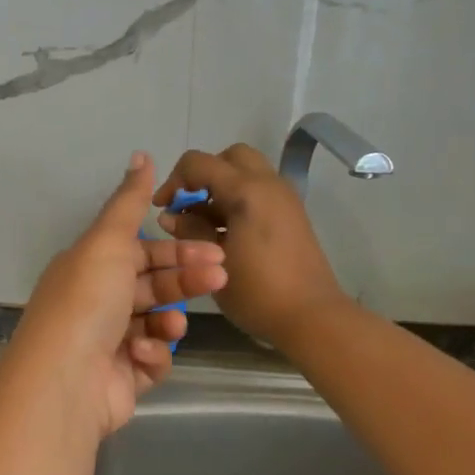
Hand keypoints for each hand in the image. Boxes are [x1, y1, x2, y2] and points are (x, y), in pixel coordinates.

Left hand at [6, 154, 227, 438]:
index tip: (215, 250)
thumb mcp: (108, 240)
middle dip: (186, 280)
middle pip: (153, 285)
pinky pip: (151, 361)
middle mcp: (96, 301)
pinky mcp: (121, 379)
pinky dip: (152, 356)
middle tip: (220, 276)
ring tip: (172, 325)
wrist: (65, 379)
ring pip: (156, 323)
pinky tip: (142, 355)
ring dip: (169, 321)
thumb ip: (128, 201)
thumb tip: (141, 154)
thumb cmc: (88, 300)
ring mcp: (108, 342)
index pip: (141, 252)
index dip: (177, 249)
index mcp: (89, 266)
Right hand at [154, 144, 344, 349]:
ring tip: (203, 223)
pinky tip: (224, 233)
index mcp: (247, 190)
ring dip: (220, 187)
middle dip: (203, 174)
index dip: (173, 180)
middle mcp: (268, 184)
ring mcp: (284, 198)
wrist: (312, 317)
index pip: (198, 162)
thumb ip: (190, 230)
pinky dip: (237, 199)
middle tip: (188, 203)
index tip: (162, 208)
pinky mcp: (291, 215)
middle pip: (229, 157)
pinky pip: (259, 191)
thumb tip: (171, 216)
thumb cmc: (258, 291)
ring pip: (246, 172)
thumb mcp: (213, 261)